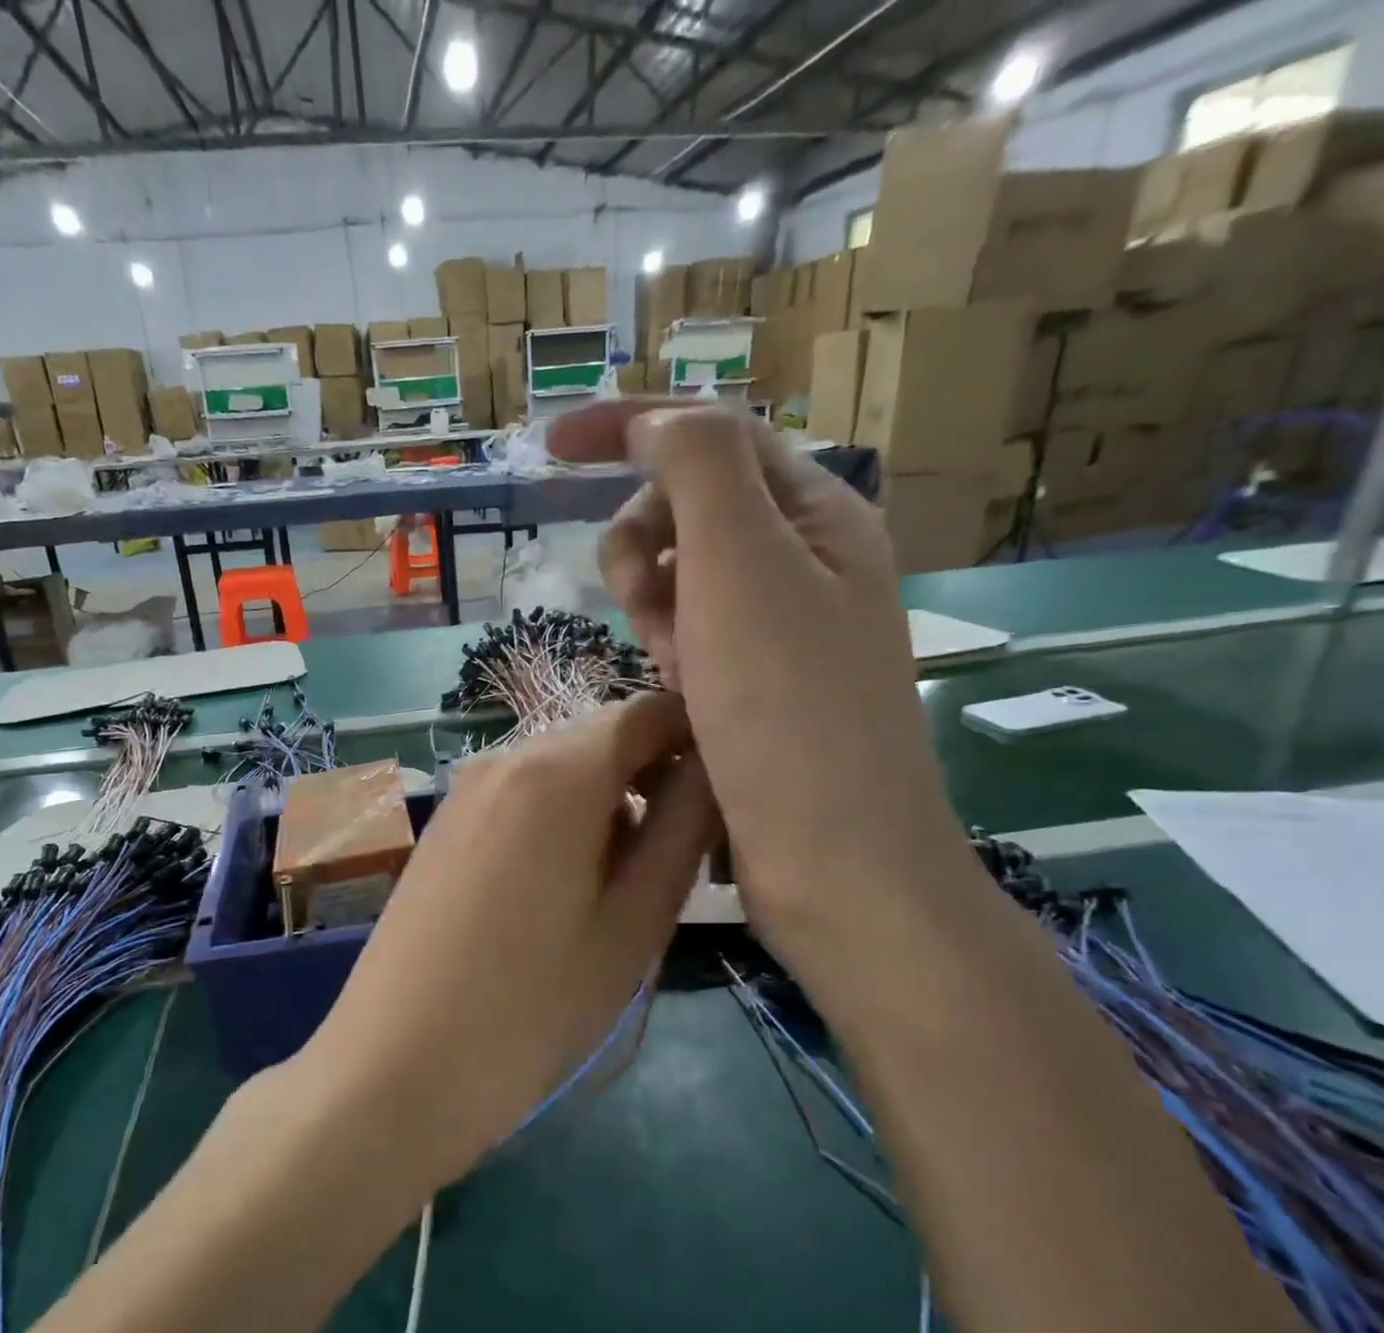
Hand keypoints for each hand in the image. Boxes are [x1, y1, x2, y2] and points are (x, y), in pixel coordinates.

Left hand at [298, 693, 716, 1187]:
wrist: (395, 1065)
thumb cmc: (533, 1003)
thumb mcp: (634, 920)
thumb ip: (684, 826)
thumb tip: (708, 767)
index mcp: (558, 768)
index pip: (649, 711)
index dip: (698, 738)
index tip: (728, 795)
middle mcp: (506, 755)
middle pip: (604, 738)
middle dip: (654, 777)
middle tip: (681, 857)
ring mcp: (466, 786)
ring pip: (564, 768)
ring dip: (609, 802)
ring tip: (624, 885)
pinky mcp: (446, 821)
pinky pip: (523, 794)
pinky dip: (562, 817)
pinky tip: (562, 889)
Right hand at [546, 403, 975, 984]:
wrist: (833, 858)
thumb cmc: (787, 708)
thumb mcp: (743, 564)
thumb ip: (699, 468)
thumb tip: (657, 423)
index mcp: (816, 513)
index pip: (710, 435)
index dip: (627, 426)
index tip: (550, 445)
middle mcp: (804, 560)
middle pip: (689, 507)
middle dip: (646, 544)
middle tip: (648, 604)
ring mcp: (779, 626)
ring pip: (680, 575)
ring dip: (654, 605)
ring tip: (670, 661)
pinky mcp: (755, 681)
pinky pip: (688, 634)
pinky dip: (669, 650)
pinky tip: (678, 692)